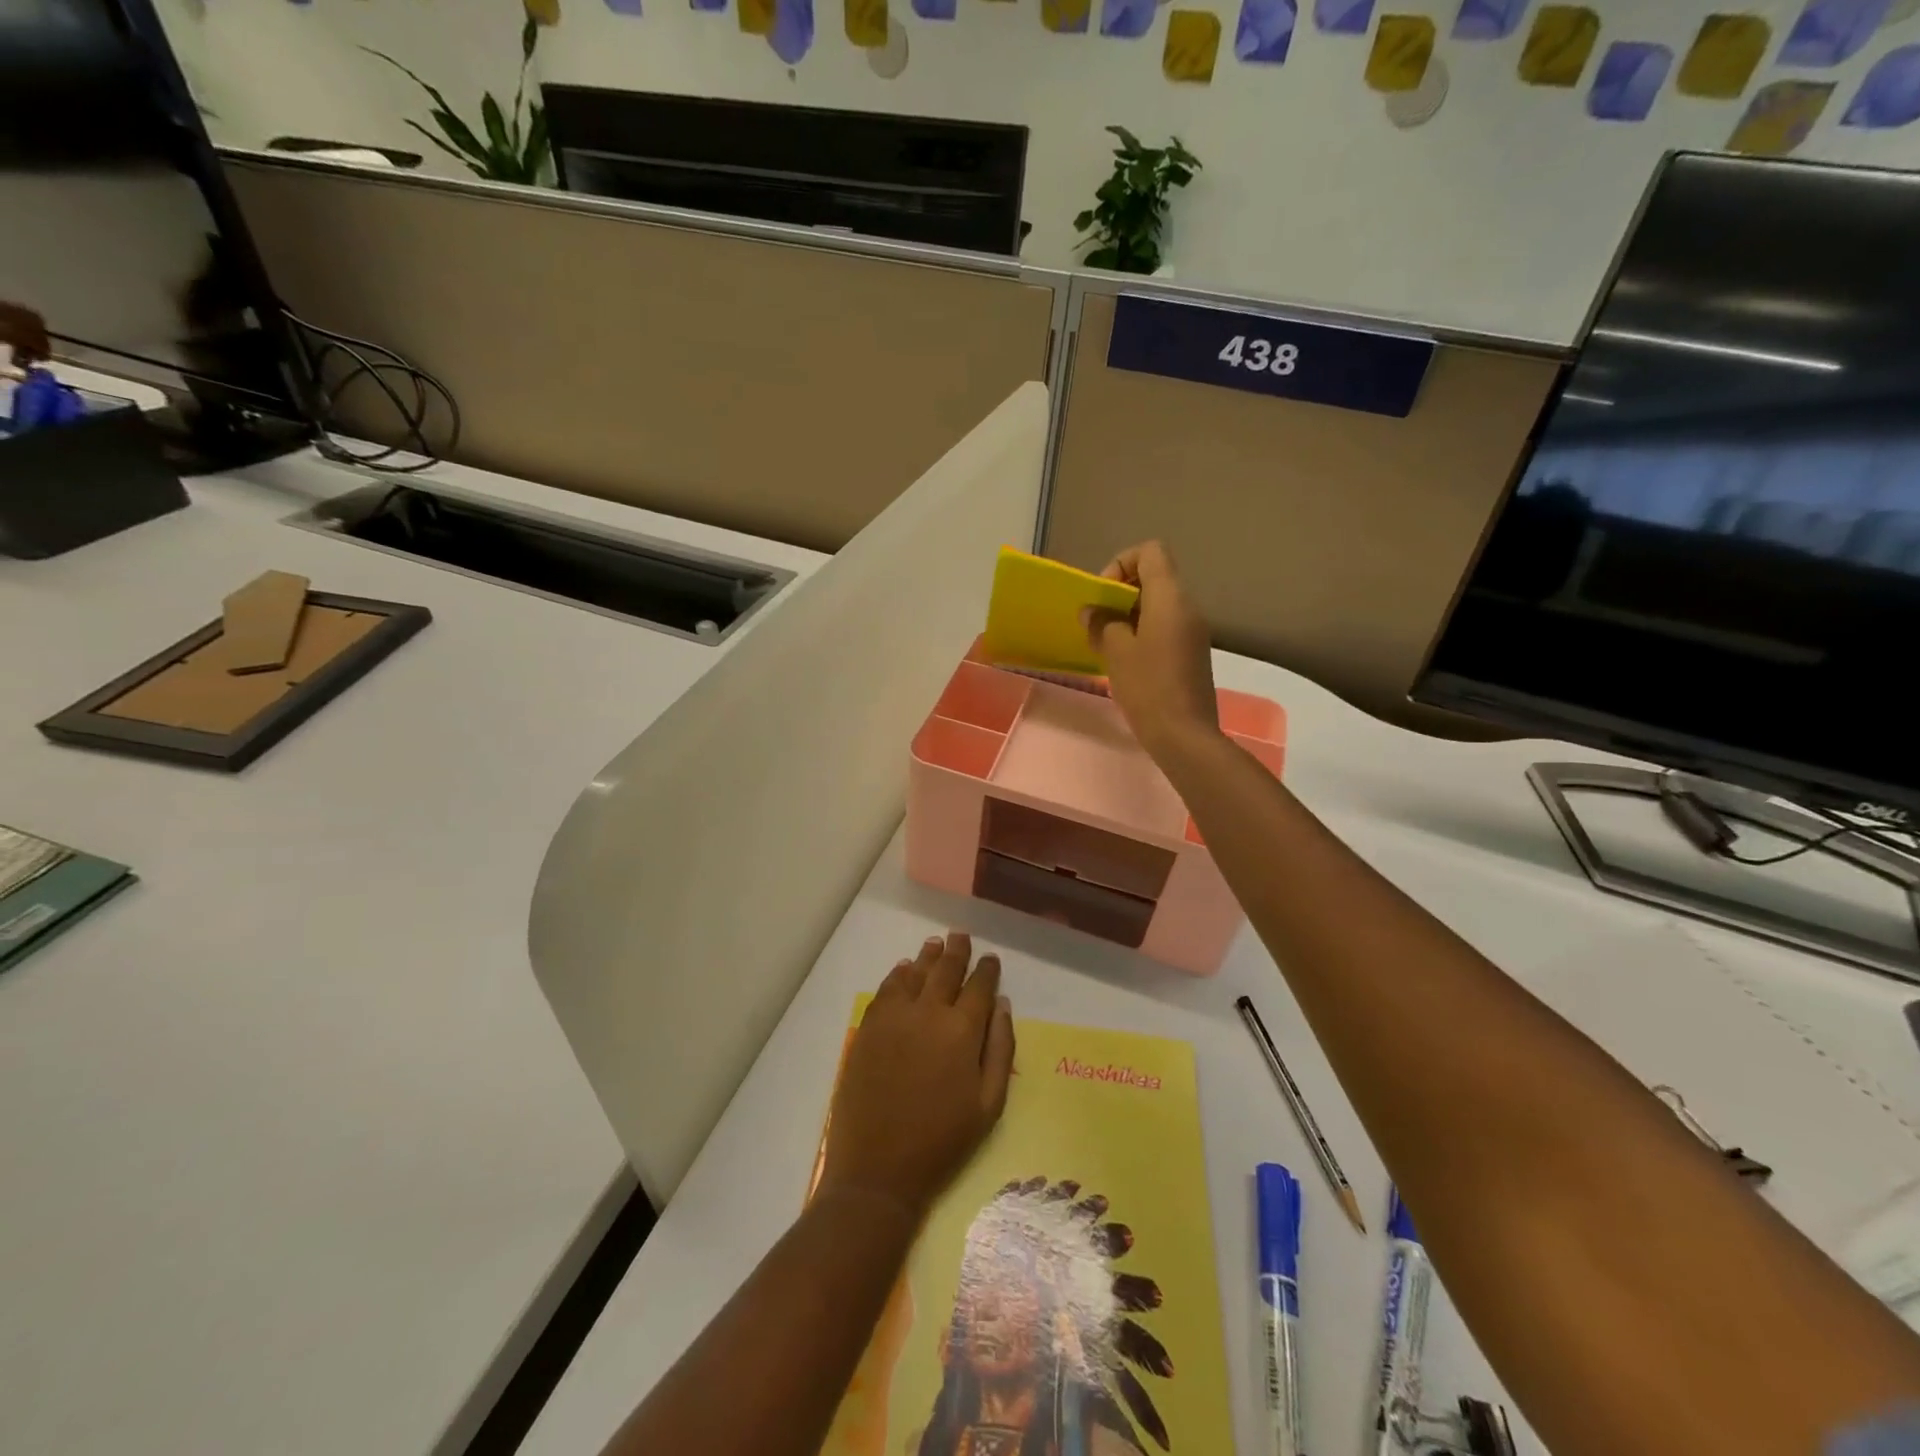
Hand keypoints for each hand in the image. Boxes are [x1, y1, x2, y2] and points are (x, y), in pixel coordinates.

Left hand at [818, 933, 1014, 1221]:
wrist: (879, 1168)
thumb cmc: (943, 1141)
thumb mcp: (989, 1104)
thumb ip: (1000, 1048)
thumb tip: (1002, 1004)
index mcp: (962, 1030)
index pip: (979, 986)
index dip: (987, 969)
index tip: (990, 959)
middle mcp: (928, 1012)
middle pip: (945, 970)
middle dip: (957, 952)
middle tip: (961, 937)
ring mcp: (894, 1017)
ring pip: (914, 973)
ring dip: (928, 957)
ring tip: (935, 944)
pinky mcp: (868, 1027)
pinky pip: (886, 989)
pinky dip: (898, 975)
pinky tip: (904, 970)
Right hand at [1084, 541, 1219, 755]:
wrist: (1185, 735)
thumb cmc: (1148, 687)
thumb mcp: (1116, 652)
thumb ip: (1101, 624)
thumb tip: (1092, 612)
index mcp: (1170, 598)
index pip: (1150, 552)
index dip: (1122, 563)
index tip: (1104, 595)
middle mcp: (1187, 607)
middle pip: (1154, 577)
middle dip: (1121, 592)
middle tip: (1099, 621)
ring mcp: (1194, 631)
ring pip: (1159, 604)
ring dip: (1129, 615)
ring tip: (1107, 643)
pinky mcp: (1193, 653)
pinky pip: (1166, 627)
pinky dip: (1143, 632)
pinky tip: (1126, 661)